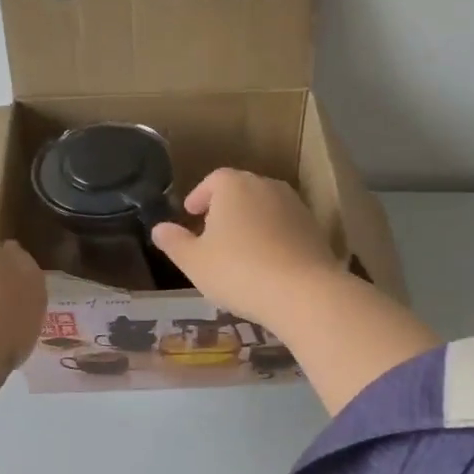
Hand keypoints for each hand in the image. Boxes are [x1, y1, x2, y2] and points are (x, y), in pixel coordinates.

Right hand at [148, 170, 344, 334]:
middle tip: (212, 232)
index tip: (190, 214)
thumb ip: (174, 242)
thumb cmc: (238, 271)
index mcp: (234, 185)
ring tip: (239, 249)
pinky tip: (267, 262)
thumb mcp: (194, 262)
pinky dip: (272, 237)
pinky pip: (285, 227)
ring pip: (264, 208)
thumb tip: (159, 228)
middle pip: (241, 190)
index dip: (199, 196)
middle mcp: (266, 186)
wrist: (303, 292)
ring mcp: (295, 205)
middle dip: (225, 208)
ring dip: (250, 222)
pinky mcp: (314, 228)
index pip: (213, 180)